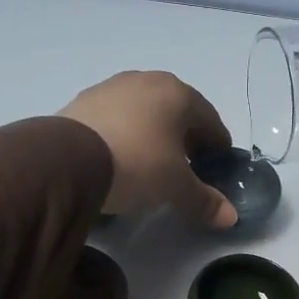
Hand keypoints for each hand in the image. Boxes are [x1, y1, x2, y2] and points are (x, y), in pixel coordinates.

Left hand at [59, 71, 237, 228]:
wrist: (68, 158)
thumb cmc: (138, 163)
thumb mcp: (175, 187)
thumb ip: (204, 200)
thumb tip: (231, 218)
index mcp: (178, 93)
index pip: (210, 120)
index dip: (217, 146)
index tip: (216, 168)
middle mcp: (147, 80)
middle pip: (177, 112)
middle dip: (185, 139)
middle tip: (186, 168)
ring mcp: (112, 87)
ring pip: (145, 112)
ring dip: (154, 134)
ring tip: (151, 164)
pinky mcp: (83, 101)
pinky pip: (117, 118)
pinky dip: (126, 134)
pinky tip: (120, 157)